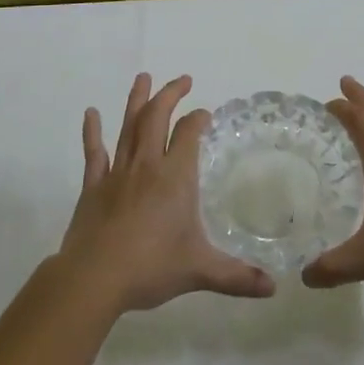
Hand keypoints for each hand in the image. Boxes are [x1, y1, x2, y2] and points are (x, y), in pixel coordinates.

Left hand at [58, 74, 275, 312]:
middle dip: (170, 95)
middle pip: (157, 118)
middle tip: (182, 80)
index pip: (189, 133)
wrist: (94, 279)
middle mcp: (147, 165)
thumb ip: (236, 276)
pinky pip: (94, 152)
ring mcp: (117, 173)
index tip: (205, 114)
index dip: (198, 119)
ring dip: (137, 100)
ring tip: (143, 77)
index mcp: (175, 177)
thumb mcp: (200, 270)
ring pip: (129, 126)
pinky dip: (92, 131)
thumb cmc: (150, 267)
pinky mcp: (93, 186)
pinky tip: (91, 113)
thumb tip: (272, 287)